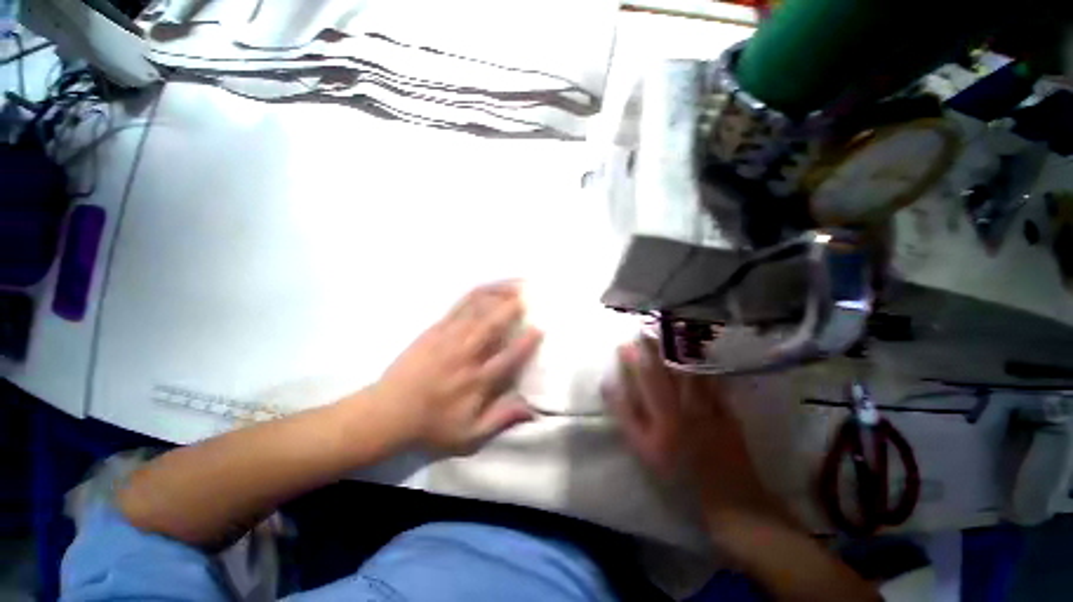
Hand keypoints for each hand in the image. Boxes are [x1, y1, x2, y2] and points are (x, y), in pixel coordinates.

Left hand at [373, 282, 542, 454]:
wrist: (387, 413)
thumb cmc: (431, 426)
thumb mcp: (469, 436)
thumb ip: (501, 419)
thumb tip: (532, 409)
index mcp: (476, 380)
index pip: (507, 357)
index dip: (525, 342)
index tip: (539, 328)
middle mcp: (464, 354)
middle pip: (491, 325)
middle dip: (511, 308)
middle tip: (528, 295)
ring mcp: (448, 338)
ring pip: (476, 310)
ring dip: (497, 295)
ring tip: (514, 285)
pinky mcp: (435, 329)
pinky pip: (459, 306)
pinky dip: (476, 294)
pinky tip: (488, 288)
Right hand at [604, 338, 778, 518]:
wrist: (727, 494)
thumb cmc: (677, 472)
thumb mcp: (642, 448)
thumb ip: (624, 415)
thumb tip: (608, 384)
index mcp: (663, 416)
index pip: (645, 377)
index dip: (634, 358)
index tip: (624, 344)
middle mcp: (686, 405)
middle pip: (669, 367)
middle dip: (655, 345)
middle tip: (645, 327)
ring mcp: (709, 404)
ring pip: (692, 368)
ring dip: (680, 347)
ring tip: (668, 329)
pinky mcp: (727, 406)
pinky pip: (715, 378)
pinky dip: (706, 362)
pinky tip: (701, 348)